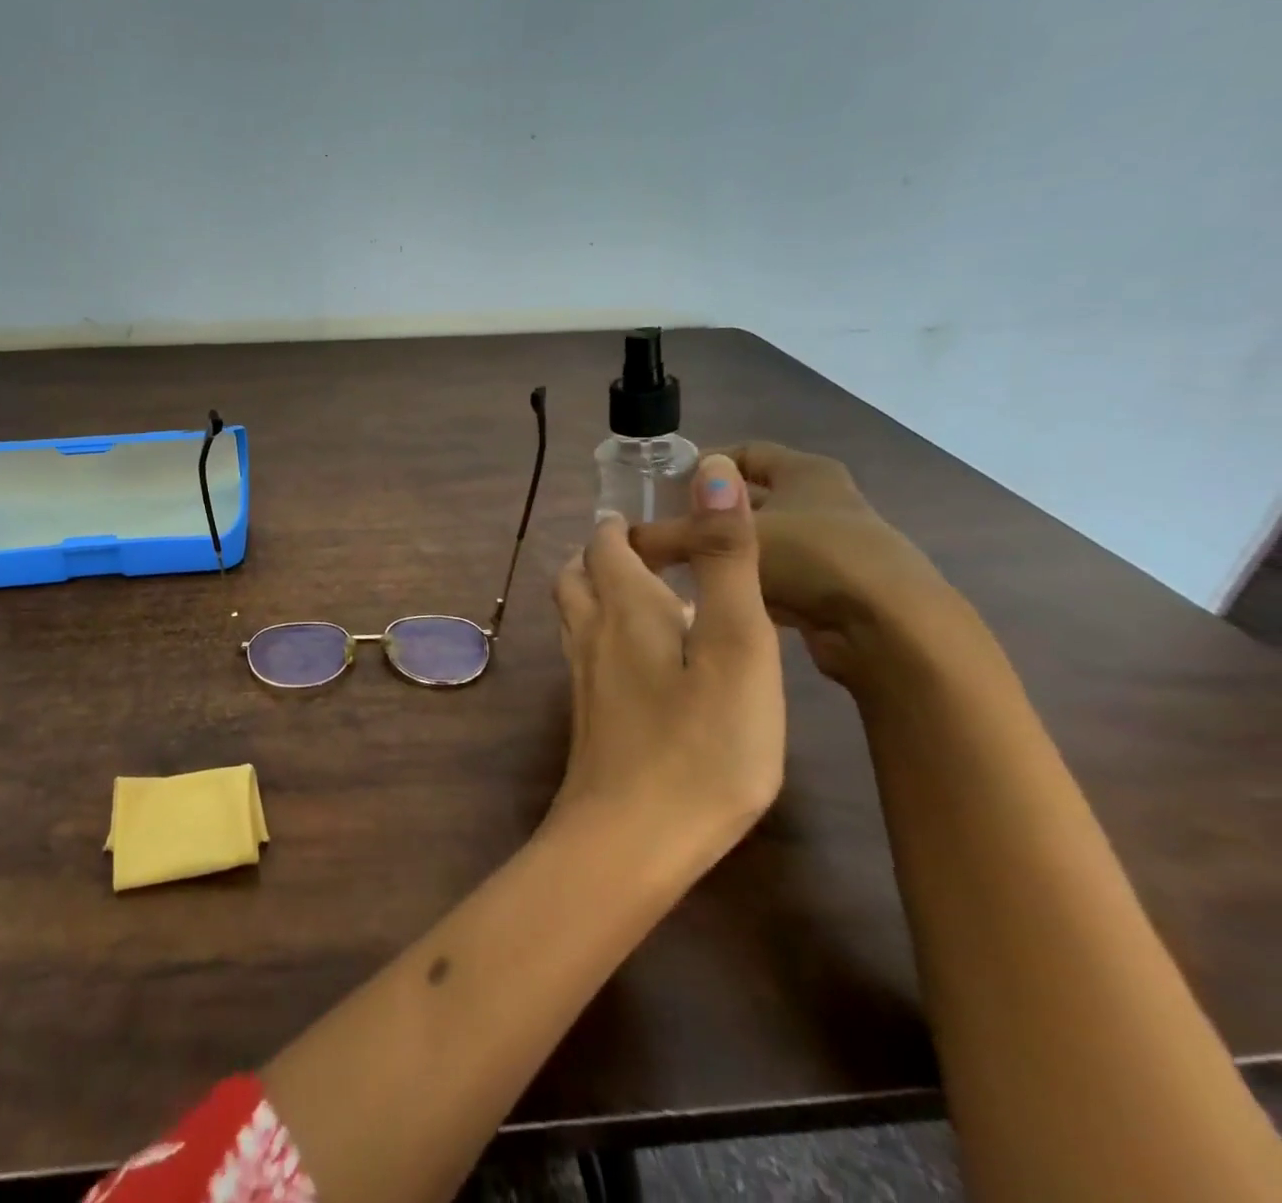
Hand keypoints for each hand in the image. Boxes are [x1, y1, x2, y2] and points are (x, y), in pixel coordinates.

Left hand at [551, 454, 783, 853]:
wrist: (631, 839)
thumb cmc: (702, 745)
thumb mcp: (737, 646)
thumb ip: (724, 559)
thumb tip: (710, 471)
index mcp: (623, 605)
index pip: (606, 543)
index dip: (626, 526)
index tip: (662, 522)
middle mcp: (590, 631)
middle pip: (578, 573)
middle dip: (605, 553)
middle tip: (650, 554)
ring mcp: (582, 676)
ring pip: (574, 612)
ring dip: (597, 590)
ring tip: (643, 596)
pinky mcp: (588, 714)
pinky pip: (584, 650)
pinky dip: (603, 632)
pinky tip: (639, 659)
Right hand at [629, 442, 953, 685]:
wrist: (890, 628)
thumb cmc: (810, 558)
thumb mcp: (725, 541)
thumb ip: (670, 537)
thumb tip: (621, 538)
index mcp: (806, 473)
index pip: (747, 452)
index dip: (706, 464)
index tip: (667, 485)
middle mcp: (824, 503)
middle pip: (752, 500)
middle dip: (709, 515)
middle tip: (663, 530)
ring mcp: (833, 548)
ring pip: (761, 543)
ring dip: (725, 554)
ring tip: (680, 569)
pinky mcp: (833, 590)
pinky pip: (774, 578)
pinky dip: (745, 584)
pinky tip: (715, 599)